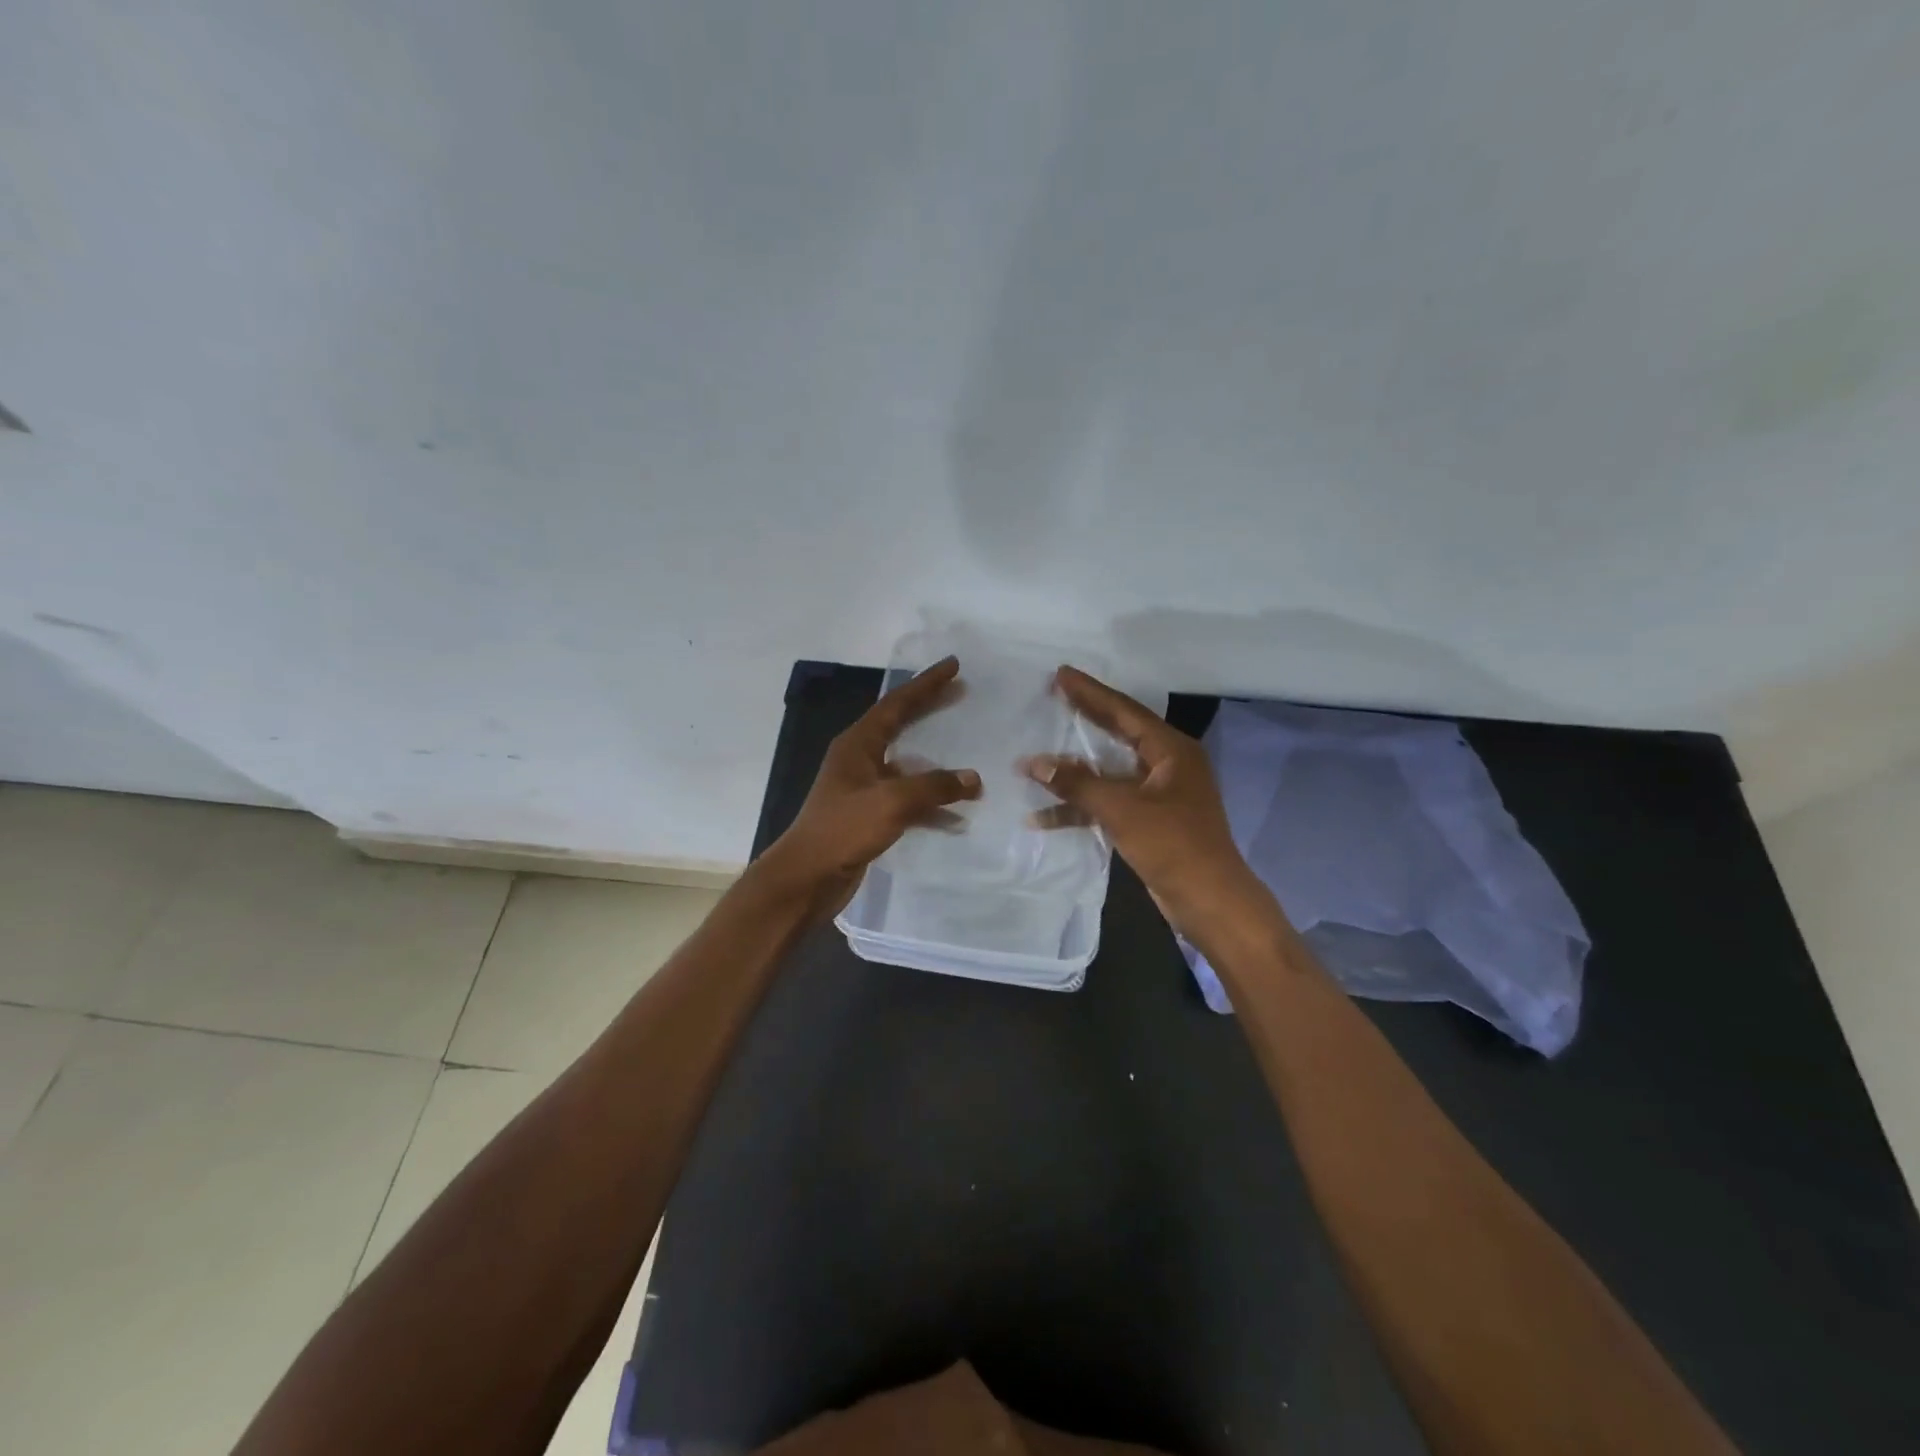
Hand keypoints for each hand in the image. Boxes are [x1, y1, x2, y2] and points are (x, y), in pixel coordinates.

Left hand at [759, 655, 981, 918]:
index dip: (926, 684)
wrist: (807, 877)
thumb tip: (973, 778)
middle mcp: (859, 760)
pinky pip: (907, 799)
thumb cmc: (844, 830)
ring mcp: (863, 788)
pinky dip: (931, 803)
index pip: (896, 704)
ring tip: (969, 754)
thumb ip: (934, 787)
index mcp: (857, 744)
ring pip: (907, 765)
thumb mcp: (892, 802)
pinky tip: (956, 814)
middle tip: (960, 693)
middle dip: (930, 710)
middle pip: (900, 726)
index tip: (953, 665)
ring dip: (936, 762)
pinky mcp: (869, 816)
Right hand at [1022, 667, 1270, 935]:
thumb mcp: (1122, 809)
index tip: (1061, 674)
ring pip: (1109, 772)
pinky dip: (1081, 807)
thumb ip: (1078, 783)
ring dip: (1074, 772)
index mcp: (1171, 751)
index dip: (1090, 693)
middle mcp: (1167, 765)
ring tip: (1036, 757)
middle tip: (1054, 696)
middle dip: (1084, 719)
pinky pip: (1110, 802)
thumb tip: (1034, 762)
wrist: (1209, 901)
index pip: (1124, 711)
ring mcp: (1159, 794)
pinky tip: (1044, 816)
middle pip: (1118, 734)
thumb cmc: (1173, 845)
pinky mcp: (1149, 821)